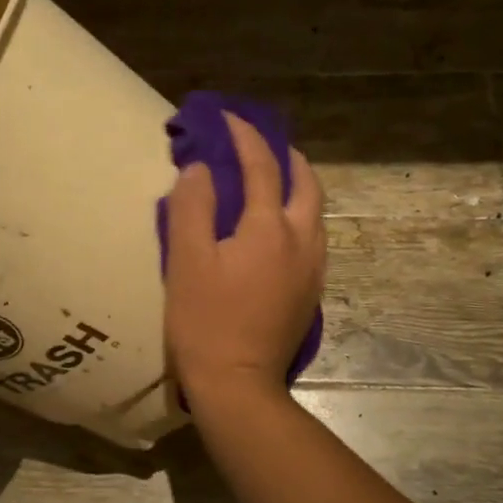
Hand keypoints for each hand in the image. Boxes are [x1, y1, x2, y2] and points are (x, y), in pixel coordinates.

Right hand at [164, 113, 325, 407]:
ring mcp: (312, 269)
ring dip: (297, 185)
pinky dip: (298, 214)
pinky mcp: (311, 292)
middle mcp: (302, 241)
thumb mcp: (187, 261)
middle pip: (306, 183)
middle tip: (260, 145)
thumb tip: (200, 169)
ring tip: (272, 179)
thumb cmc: (205, 322)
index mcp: (270, 228)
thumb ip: (193, 207)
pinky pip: (312, 236)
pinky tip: (277, 227)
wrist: (239, 385)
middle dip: (286, 156)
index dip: (244, 136)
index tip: (227, 117)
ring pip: (315, 211)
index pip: (262, 165)